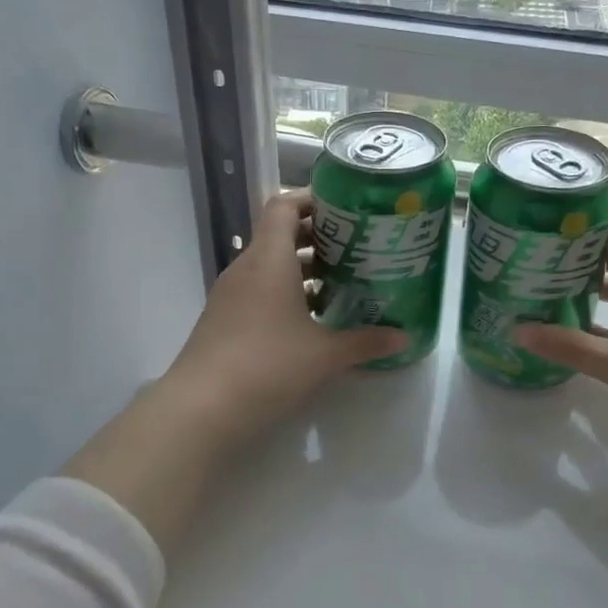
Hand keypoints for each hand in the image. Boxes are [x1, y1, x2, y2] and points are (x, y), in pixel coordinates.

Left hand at [160, 189, 404, 448]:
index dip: (313, 199)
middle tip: (356, 247)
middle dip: (318, 237)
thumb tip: (405, 338)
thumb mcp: (325, 355)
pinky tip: (312, 319)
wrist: (202, 408)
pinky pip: (259, 291)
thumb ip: (366, 342)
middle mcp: (246, 268)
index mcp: (269, 259)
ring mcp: (231, 295)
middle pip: (279, 234)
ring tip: (341, 282)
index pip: (284, 206)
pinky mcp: (224, 320)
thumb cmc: (268, 366)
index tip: (346, 208)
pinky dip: (286, 293)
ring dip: (303, 269)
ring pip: (270, 266)